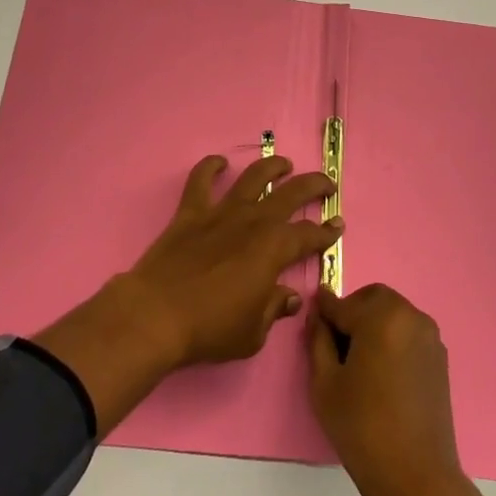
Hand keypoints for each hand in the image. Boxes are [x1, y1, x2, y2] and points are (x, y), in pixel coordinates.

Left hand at [124, 153, 341, 365]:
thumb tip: (290, 297)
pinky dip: (210, 167)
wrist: (157, 315)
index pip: (309, 236)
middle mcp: (253, 221)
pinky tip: (219, 162)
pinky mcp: (191, 212)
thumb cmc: (211, 328)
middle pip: (291, 194)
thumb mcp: (253, 333)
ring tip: (283, 164)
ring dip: (272, 167)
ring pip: (253, 177)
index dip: (327, 231)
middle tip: (326, 184)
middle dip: (314, 185)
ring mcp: (221, 212)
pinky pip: (201, 180)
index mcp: (274, 249)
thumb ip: (274, 309)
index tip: (337, 225)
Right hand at [307, 283, 469, 495]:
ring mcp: (429, 335)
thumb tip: (317, 315)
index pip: (342, 304)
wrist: (416, 476)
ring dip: (374, 322)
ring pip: (392, 312)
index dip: (323, 310)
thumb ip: (318, 340)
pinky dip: (392, 337)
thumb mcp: (325, 383)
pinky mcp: (439, 356)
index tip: (312, 315)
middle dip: (352, 311)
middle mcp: (409, 316)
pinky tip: (382, 371)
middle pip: (373, 298)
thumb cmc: (362, 428)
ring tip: (359, 360)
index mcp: (380, 317)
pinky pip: (408, 331)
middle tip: (337, 343)